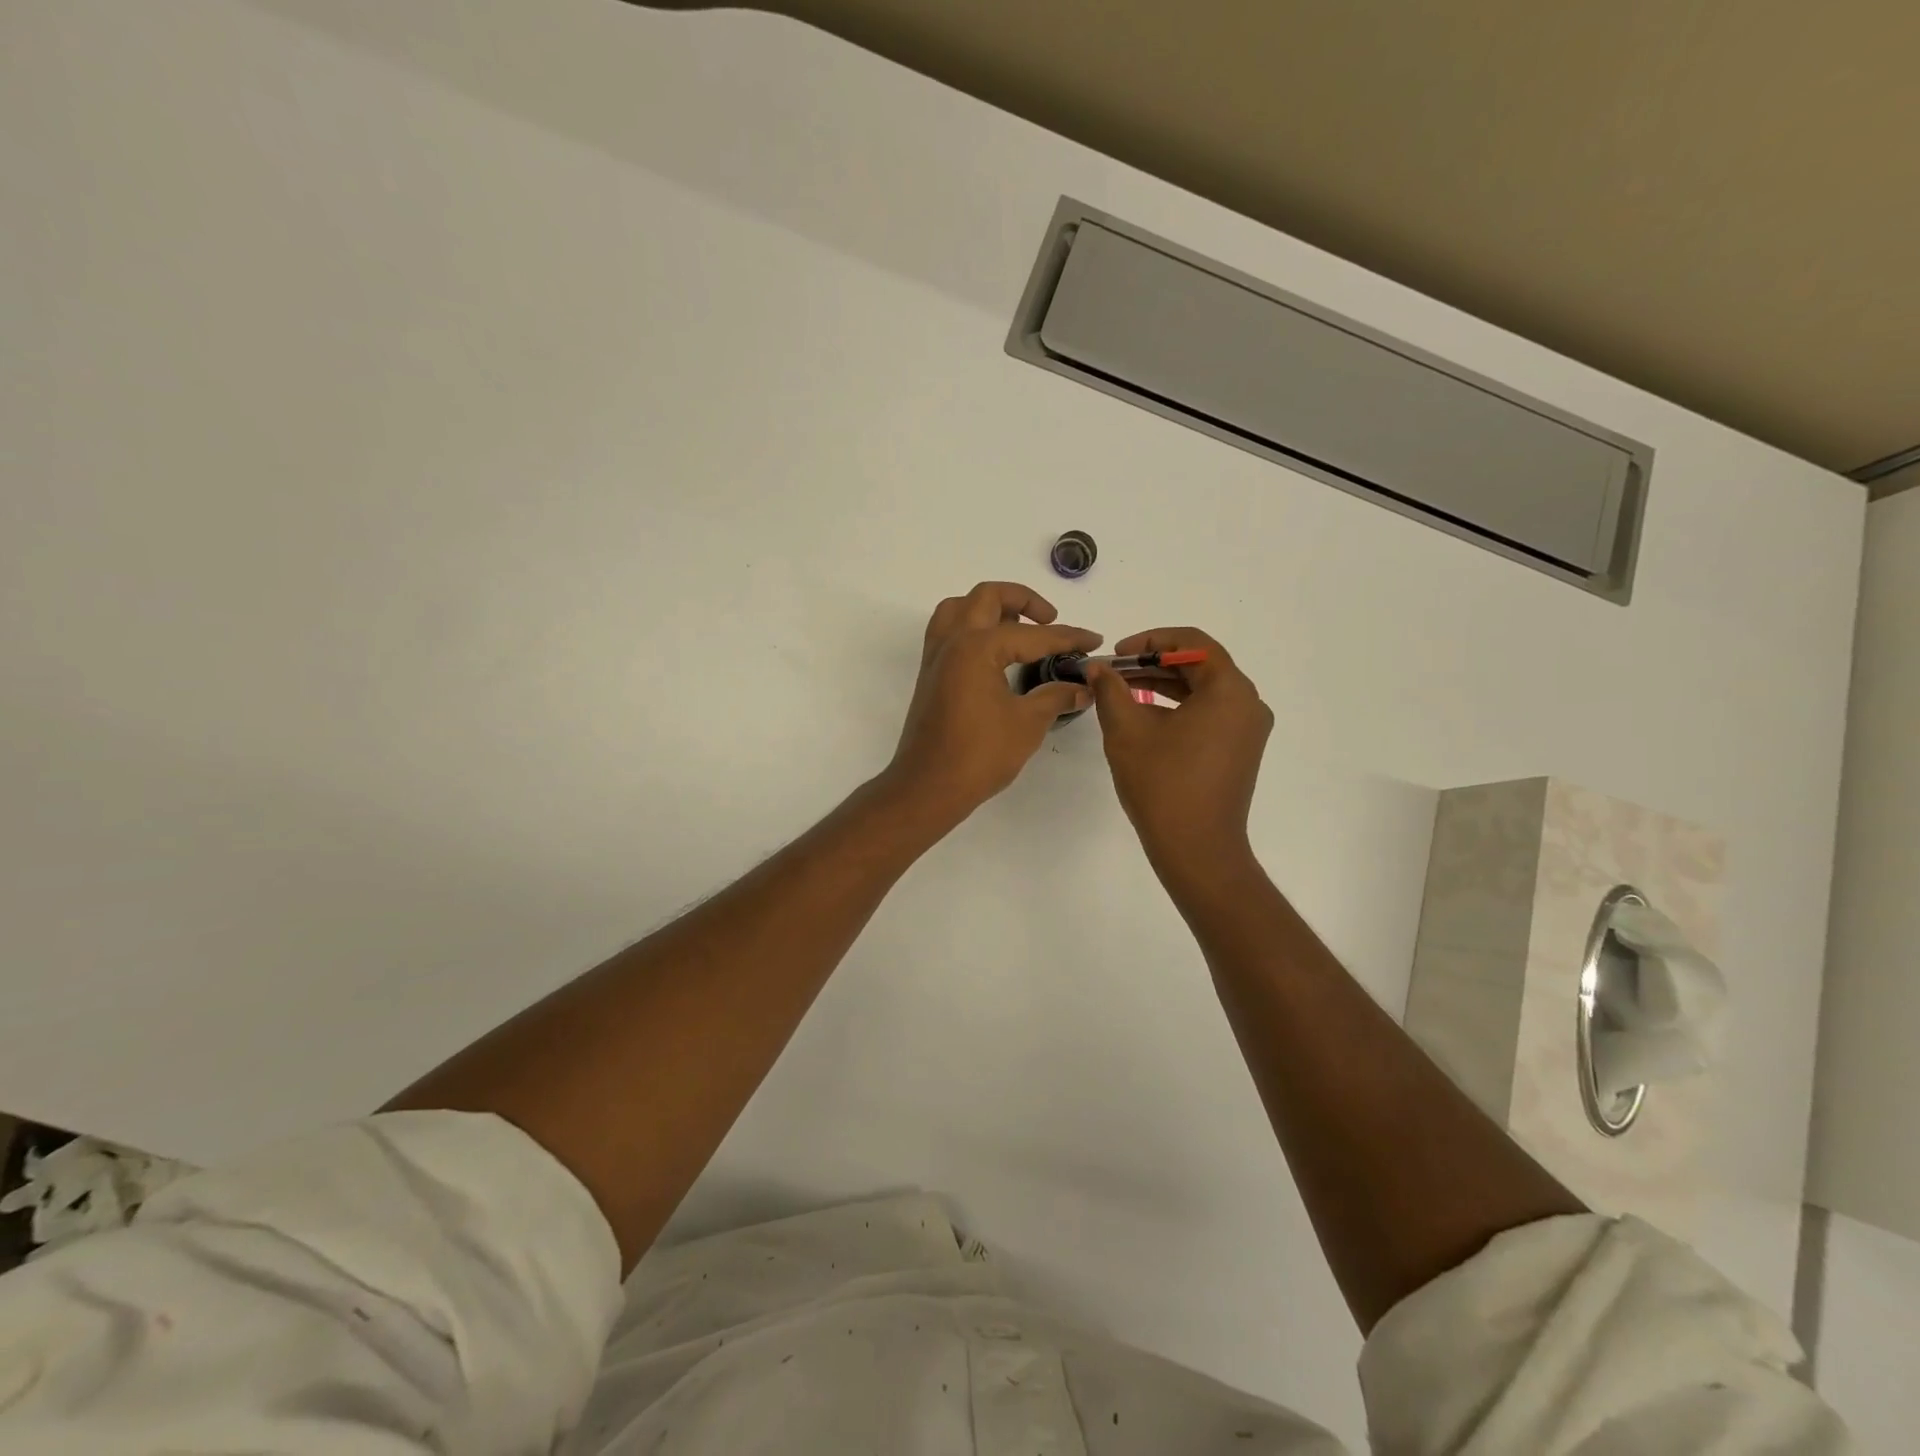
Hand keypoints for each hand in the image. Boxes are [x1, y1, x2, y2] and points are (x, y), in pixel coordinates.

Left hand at [885, 582, 1101, 821]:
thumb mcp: (1028, 724)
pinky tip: (992, 652)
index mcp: (977, 647)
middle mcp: (952, 641)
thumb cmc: (979, 755)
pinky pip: (947, 632)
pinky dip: (970, 627)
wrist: (929, 786)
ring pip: (959, 608)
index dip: (1067, 637)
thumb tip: (1083, 688)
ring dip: (989, 608)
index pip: (1032, 634)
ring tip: (1017, 628)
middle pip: (987, 597)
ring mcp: (936, 657)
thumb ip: (1056, 697)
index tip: (1093, 641)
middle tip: (1049, 621)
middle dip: (1024, 600)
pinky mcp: (929, 675)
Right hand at [1087, 628, 1272, 877]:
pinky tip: (1146, 717)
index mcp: (1229, 690)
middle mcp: (1248, 703)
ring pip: (1204, 691)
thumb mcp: (1127, 730)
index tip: (1117, 654)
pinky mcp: (1241, 750)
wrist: (1197, 849)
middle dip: (1153, 663)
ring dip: (1164, 685)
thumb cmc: (1162, 784)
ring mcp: (1248, 729)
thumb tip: (1097, 668)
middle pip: (1200, 665)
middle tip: (1114, 672)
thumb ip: (1111, 690)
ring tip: (1123, 692)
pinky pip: (1210, 714)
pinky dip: (1179, 708)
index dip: (1150, 640)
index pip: (1192, 643)